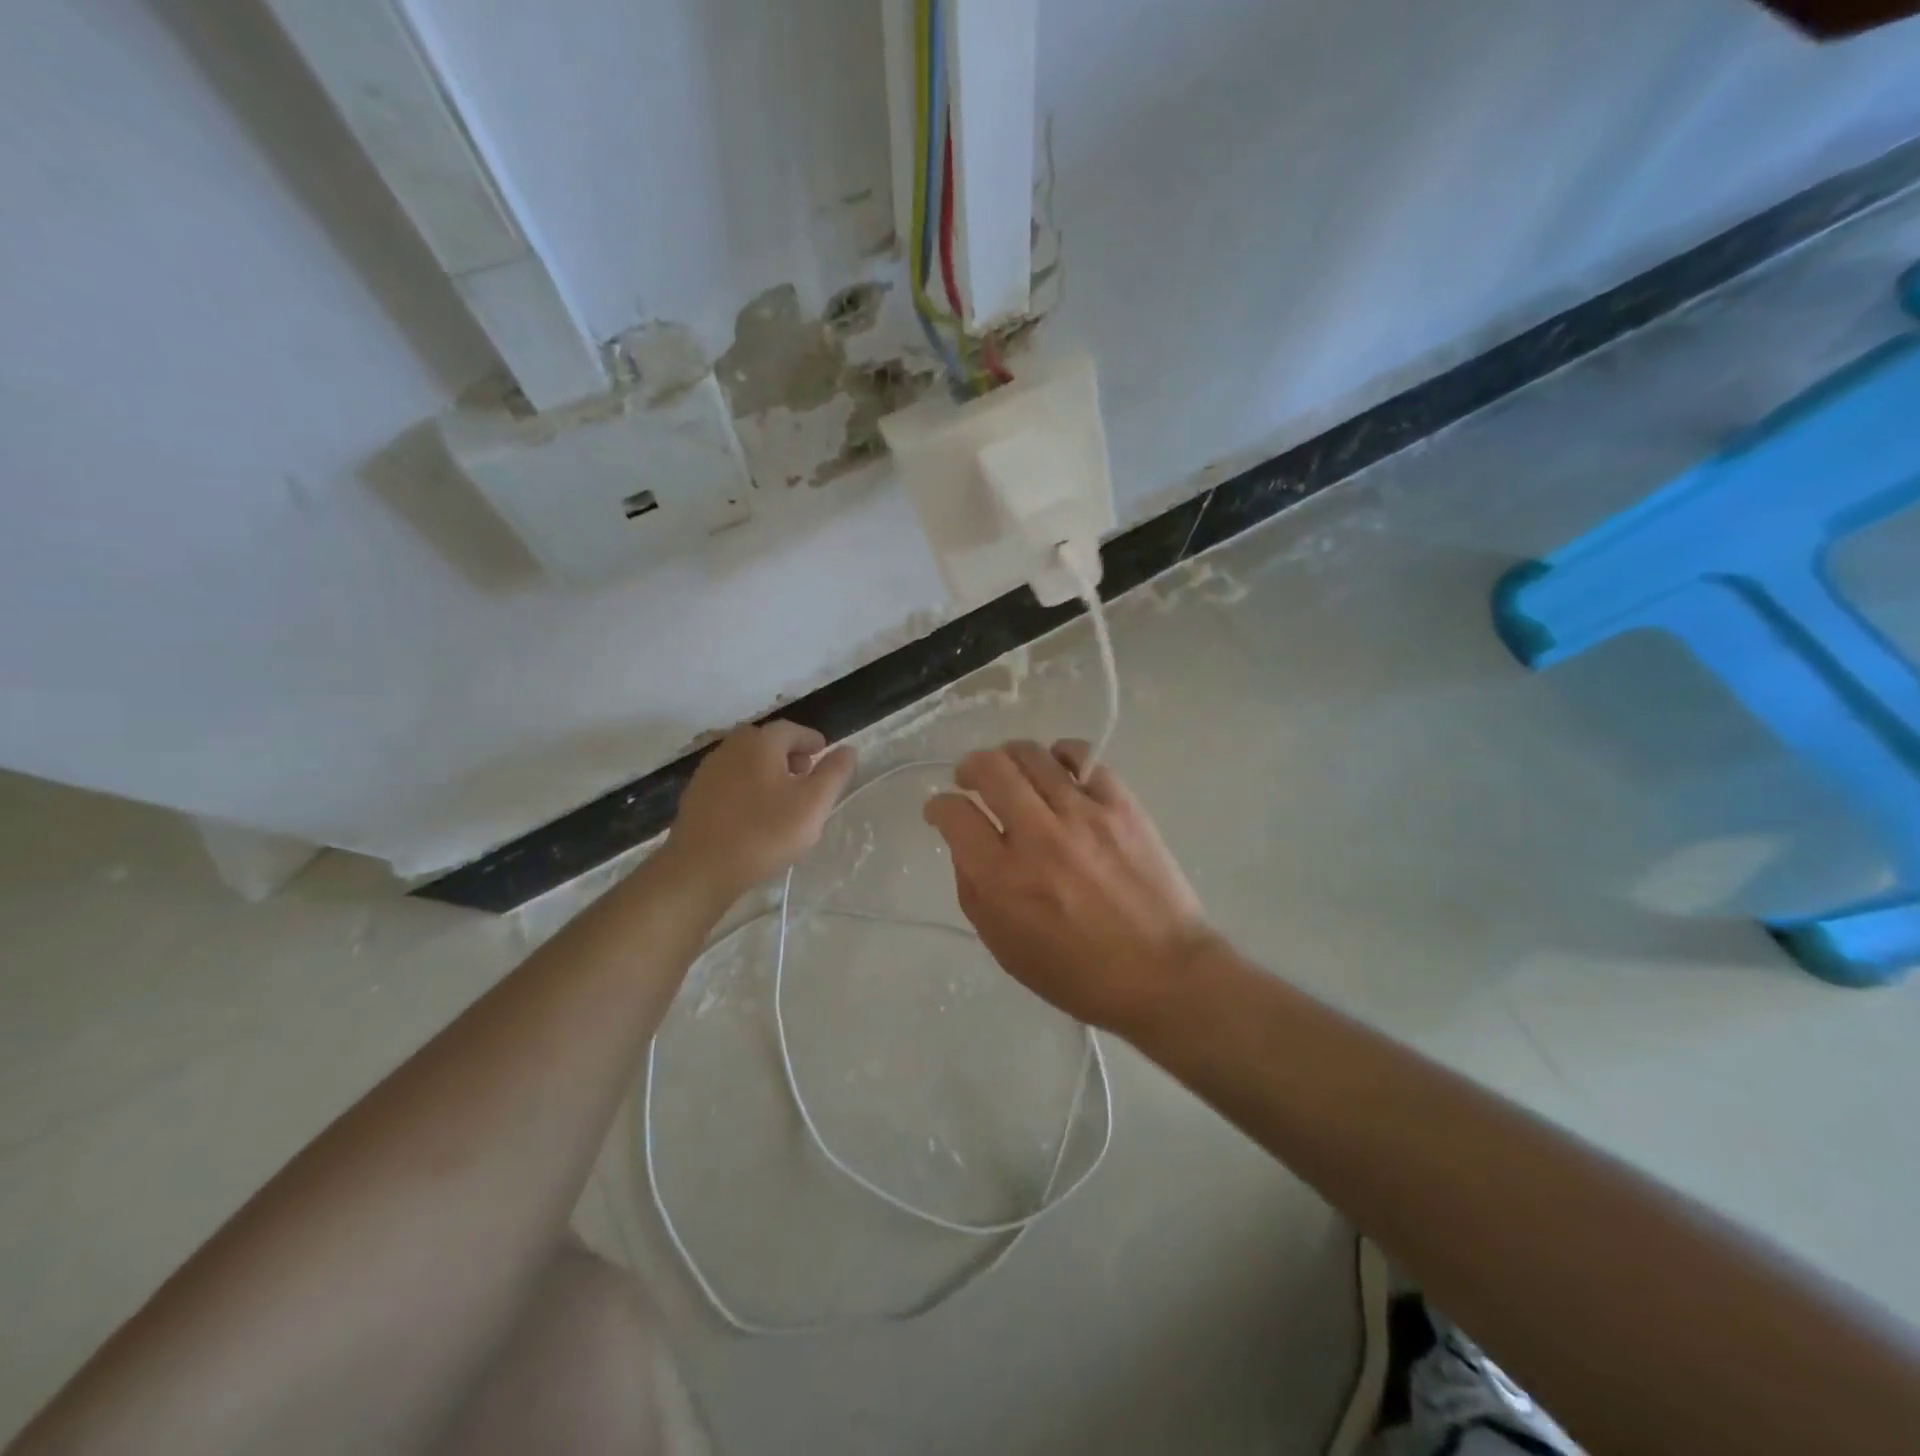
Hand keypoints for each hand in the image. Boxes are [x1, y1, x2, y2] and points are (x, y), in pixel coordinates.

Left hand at [665, 721, 855, 897]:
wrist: (700, 868)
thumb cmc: (764, 833)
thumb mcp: (813, 804)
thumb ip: (834, 773)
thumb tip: (847, 749)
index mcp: (761, 742)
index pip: (793, 730)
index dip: (811, 741)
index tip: (823, 755)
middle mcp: (731, 746)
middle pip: (766, 741)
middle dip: (788, 753)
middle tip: (805, 775)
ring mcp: (708, 770)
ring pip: (746, 760)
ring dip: (766, 770)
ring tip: (782, 797)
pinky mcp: (695, 794)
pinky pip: (729, 780)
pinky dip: (746, 786)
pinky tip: (753, 812)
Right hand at [922, 739, 1214, 1034]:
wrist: (1162, 973)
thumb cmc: (1077, 974)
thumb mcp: (1005, 948)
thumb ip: (973, 892)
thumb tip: (965, 846)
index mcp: (1003, 878)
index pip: (955, 814)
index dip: (938, 806)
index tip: (941, 810)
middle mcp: (1038, 836)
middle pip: (990, 768)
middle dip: (970, 767)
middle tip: (970, 778)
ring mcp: (1083, 814)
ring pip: (1032, 755)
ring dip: (1010, 756)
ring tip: (1013, 771)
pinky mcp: (1121, 805)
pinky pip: (1083, 757)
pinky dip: (1061, 756)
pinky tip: (1059, 769)